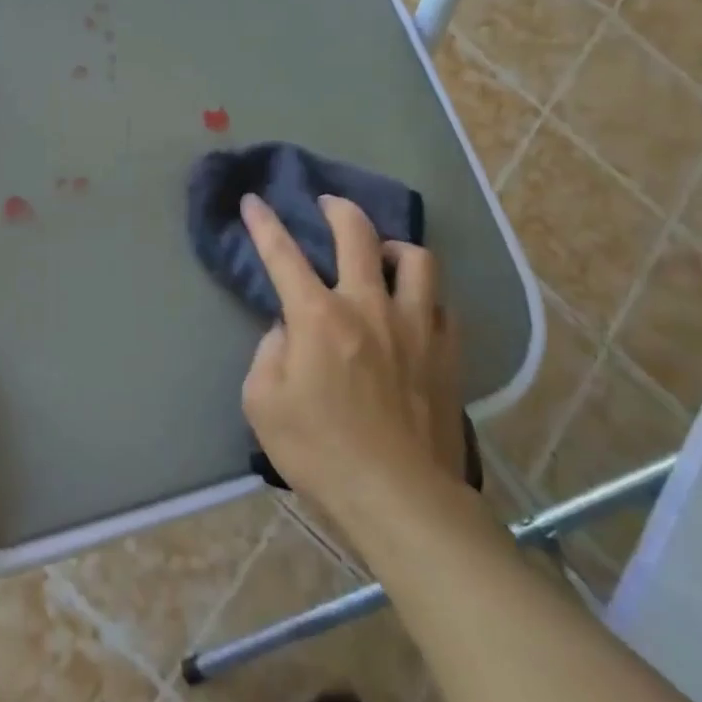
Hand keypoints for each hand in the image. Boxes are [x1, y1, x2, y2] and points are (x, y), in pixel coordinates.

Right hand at [239, 193, 466, 536]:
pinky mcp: (448, 355)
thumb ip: (269, 353)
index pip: (282, 254)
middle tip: (328, 203)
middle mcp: (369, 307)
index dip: (263, 223)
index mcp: (318, 317)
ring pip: (416, 260)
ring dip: (393, 246)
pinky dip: (424, 294)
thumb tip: (288, 331)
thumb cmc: (320, 452)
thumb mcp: (262, 403)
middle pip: (358, 235)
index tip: (253, 200)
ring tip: (381, 254)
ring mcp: (416, 328)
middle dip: (338, 209)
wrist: (401, 501)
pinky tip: (414, 306)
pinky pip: (443, 304)